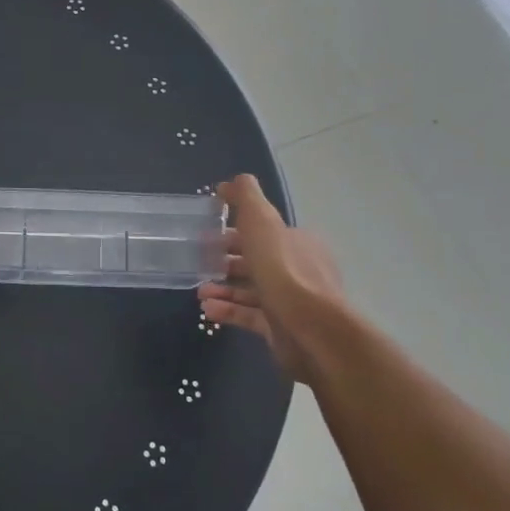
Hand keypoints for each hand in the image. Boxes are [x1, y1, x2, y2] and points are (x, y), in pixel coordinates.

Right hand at [200, 173, 344, 384]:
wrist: (310, 328)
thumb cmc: (283, 269)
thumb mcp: (262, 221)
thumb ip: (246, 197)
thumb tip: (230, 182)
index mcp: (296, 242)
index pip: (263, 233)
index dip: (234, 232)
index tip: (207, 235)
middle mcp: (297, 269)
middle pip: (255, 261)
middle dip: (225, 262)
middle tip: (198, 264)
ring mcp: (290, 301)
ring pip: (250, 290)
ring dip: (223, 288)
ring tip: (200, 291)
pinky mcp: (281, 328)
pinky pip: (249, 316)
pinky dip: (228, 310)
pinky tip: (207, 309)